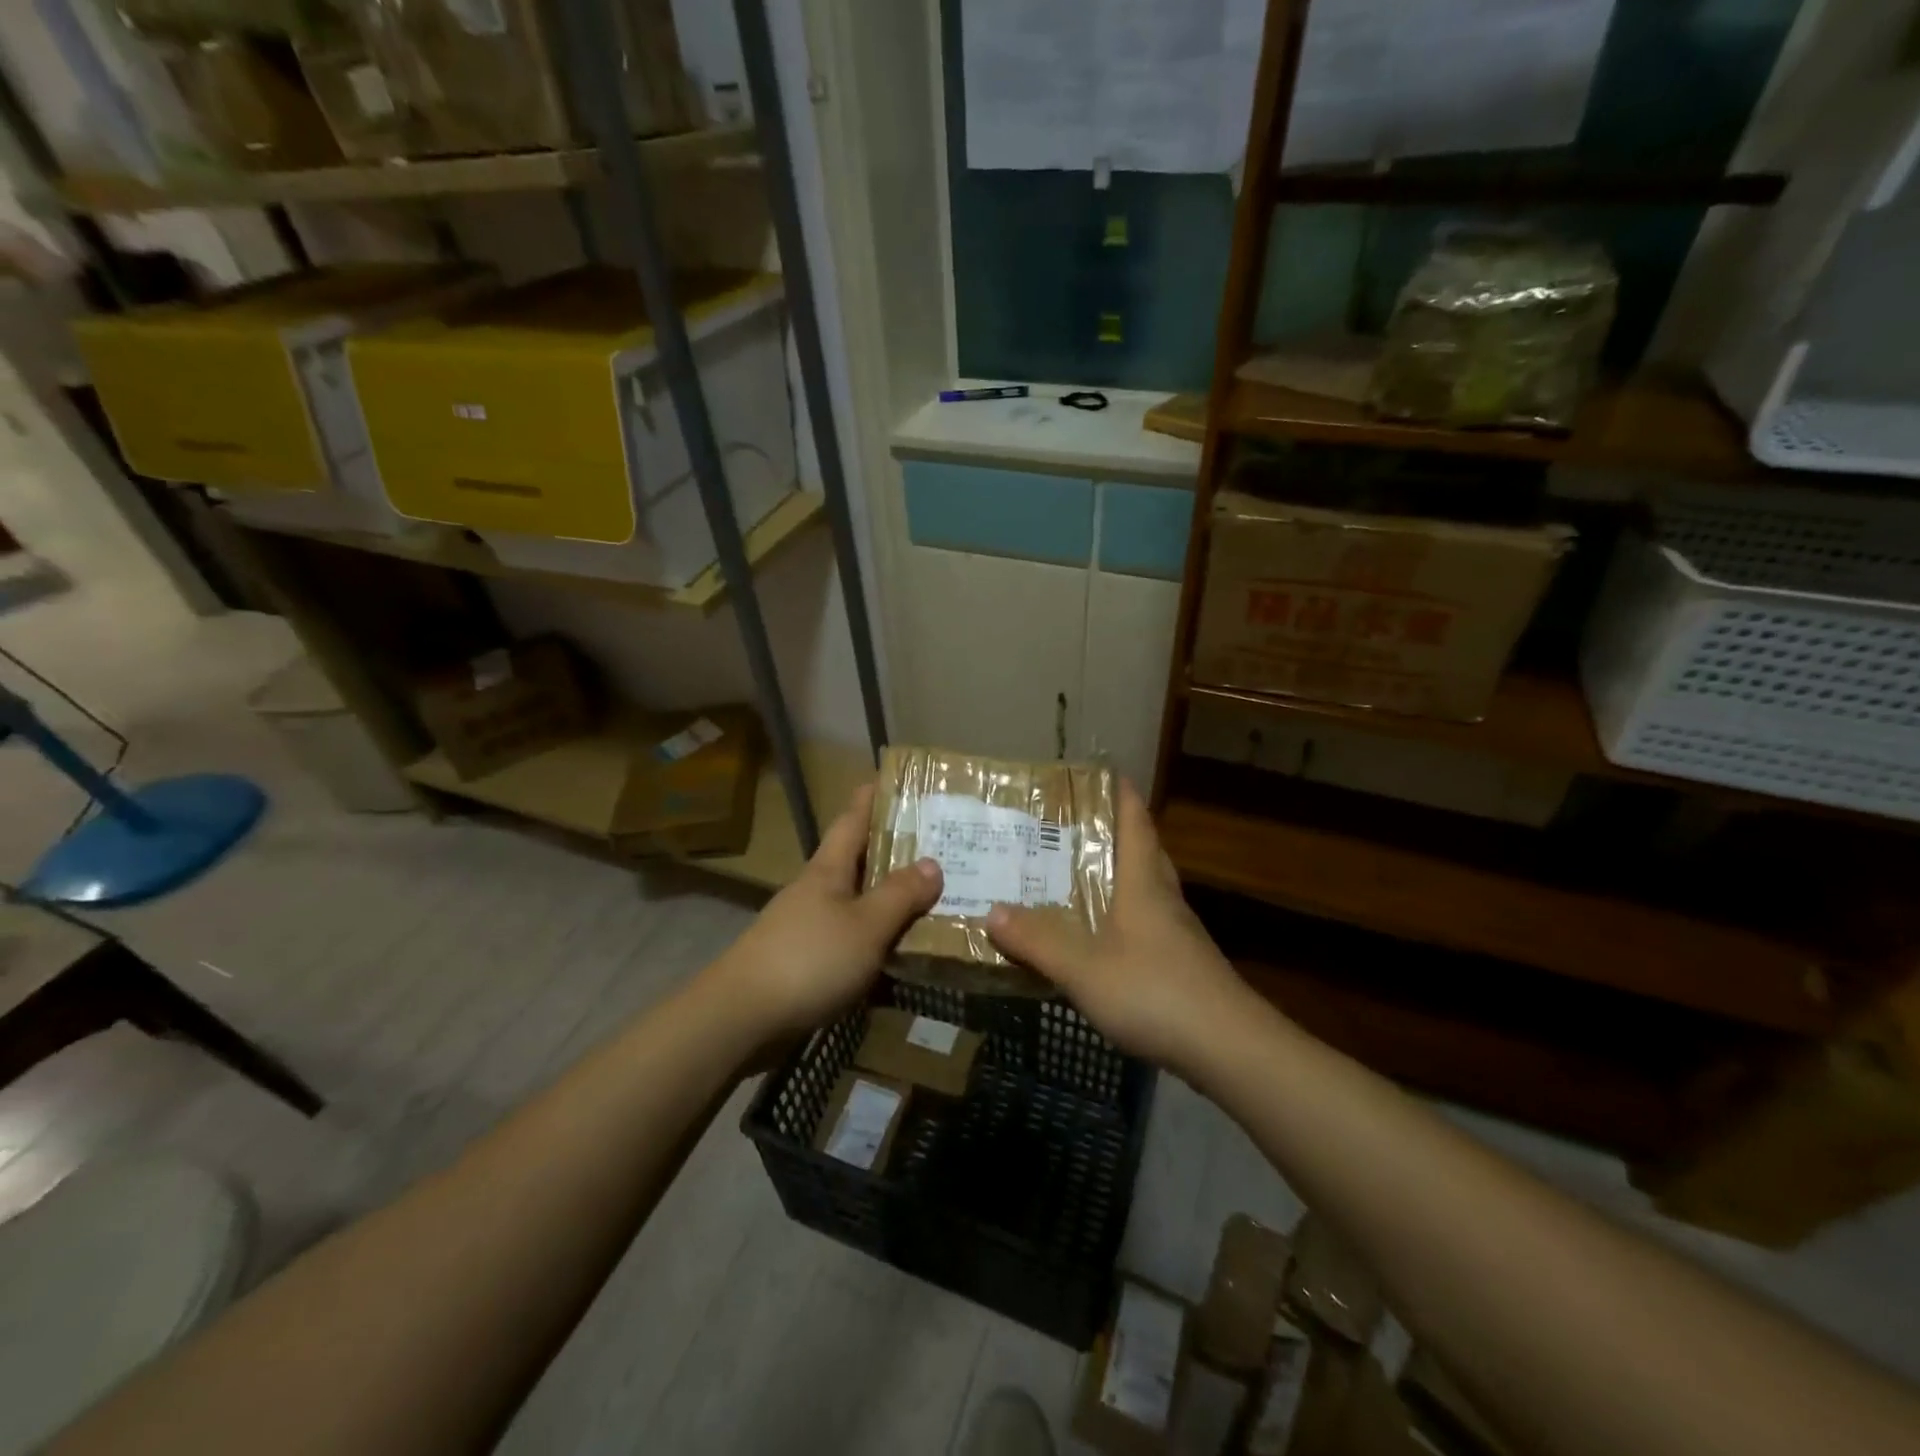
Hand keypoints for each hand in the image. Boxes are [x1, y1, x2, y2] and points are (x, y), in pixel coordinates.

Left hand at [703, 782, 942, 1042]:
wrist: (740, 1018)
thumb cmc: (808, 959)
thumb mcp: (865, 925)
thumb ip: (899, 895)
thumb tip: (932, 863)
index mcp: (828, 870)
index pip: (851, 820)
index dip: (870, 799)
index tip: (891, 779)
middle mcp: (816, 891)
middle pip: (856, 860)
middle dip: (890, 850)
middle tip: (936, 844)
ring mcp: (806, 926)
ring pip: (855, 901)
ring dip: (886, 897)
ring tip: (929, 897)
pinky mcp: (803, 960)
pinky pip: (850, 937)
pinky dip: (875, 937)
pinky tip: (899, 951)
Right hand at [986, 779, 1251, 1073]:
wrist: (1230, 1049)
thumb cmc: (1155, 993)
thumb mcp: (1084, 968)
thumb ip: (1038, 940)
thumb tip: (992, 911)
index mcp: (1143, 883)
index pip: (1135, 822)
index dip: (1120, 794)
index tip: (1099, 773)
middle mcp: (1164, 898)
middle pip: (1144, 850)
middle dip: (1116, 831)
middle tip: (1073, 825)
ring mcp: (1177, 932)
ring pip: (1147, 887)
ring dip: (1119, 873)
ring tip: (1079, 873)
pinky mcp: (1182, 963)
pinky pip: (1147, 922)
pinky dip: (1123, 913)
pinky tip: (1102, 934)